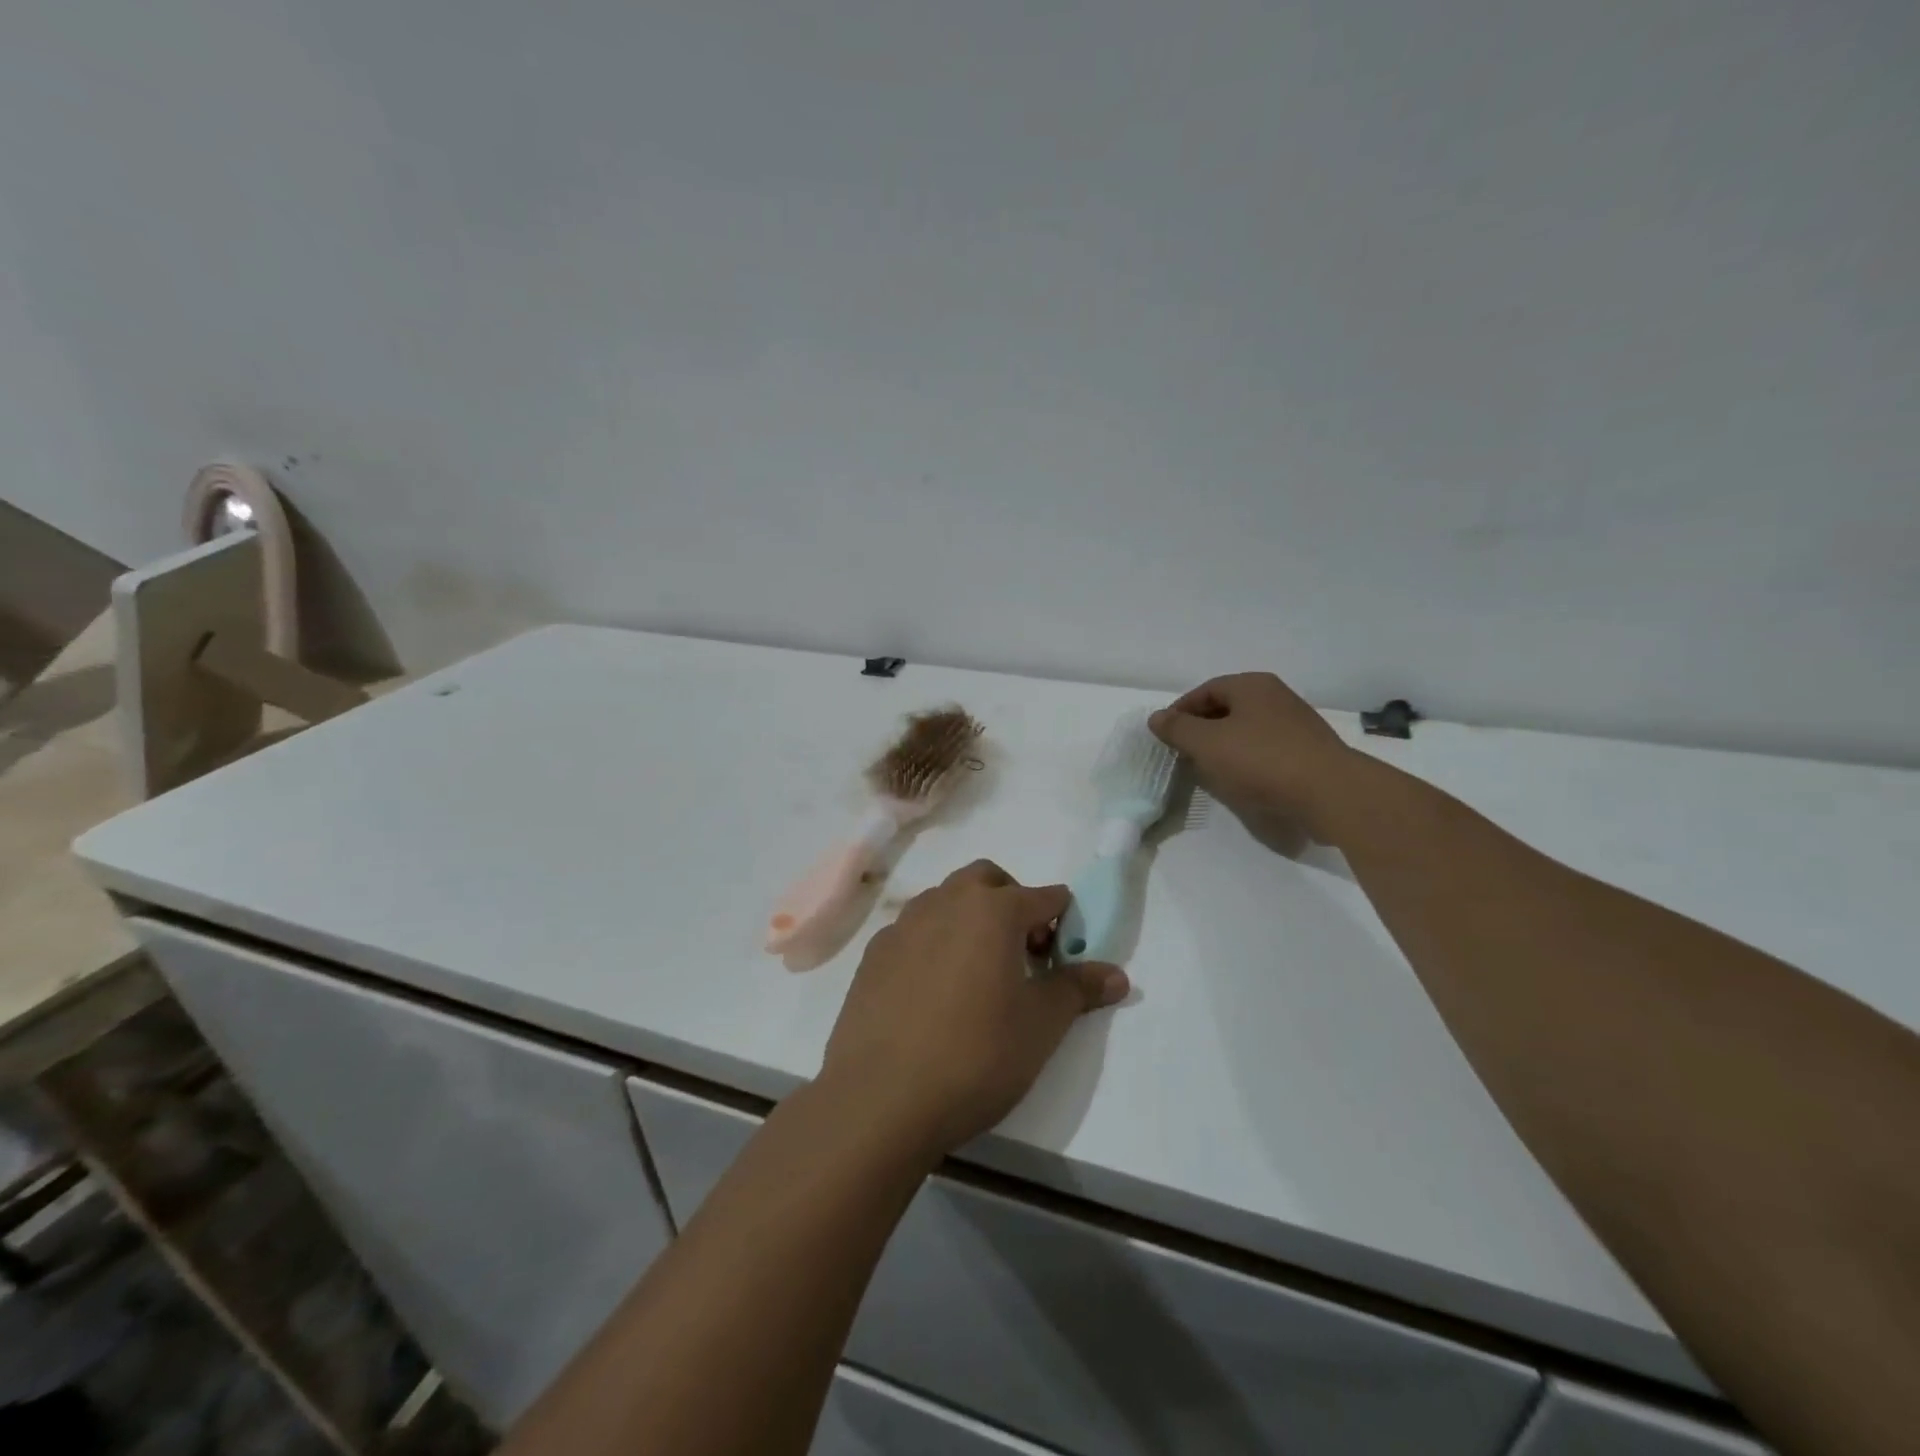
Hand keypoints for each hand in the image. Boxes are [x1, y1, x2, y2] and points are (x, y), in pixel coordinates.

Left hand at [820, 861, 1128, 1155]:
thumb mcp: (1041, 1026)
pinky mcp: (874, 954)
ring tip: (977, 971)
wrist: (881, 1098)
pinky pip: (913, 931)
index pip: (1043, 897)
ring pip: (945, 900)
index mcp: (992, 910)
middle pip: (987, 880)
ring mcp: (903, 925)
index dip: (1062, 921)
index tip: (1063, 956)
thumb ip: (1078, 989)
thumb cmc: (976, 1056)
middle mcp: (945, 903)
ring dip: (968, 918)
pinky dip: (933, 942)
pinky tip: (933, 991)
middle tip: (1021, 951)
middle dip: (1011, 901)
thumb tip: (1117, 974)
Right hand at [1149, 672, 1358, 848]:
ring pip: (1247, 729)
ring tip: (1208, 768)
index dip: (1180, 711)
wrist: (1329, 792)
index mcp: (1252, 685)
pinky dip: (1247, 760)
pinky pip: (1266, 749)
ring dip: (1224, 745)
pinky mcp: (1308, 751)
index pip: (1205, 690)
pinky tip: (1240, 780)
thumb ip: (1177, 729)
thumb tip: (1156, 718)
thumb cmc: (1261, 760)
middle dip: (1202, 728)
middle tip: (1183, 752)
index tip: (1165, 735)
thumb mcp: (1206, 743)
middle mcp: (1276, 697)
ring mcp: (1296, 724)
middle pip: (1227, 708)